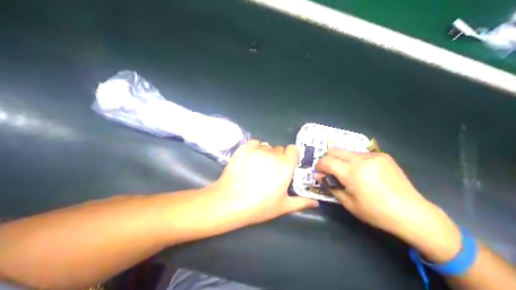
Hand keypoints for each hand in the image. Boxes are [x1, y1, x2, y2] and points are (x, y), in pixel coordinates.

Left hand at [206, 139, 318, 226]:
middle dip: (278, 158)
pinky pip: (254, 143)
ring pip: (266, 146)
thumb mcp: (282, 207)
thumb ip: (301, 202)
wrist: (229, 202)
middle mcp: (273, 154)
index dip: (291, 157)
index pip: (293, 150)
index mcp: (285, 166)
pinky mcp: (244, 148)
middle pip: (279, 149)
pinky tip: (249, 161)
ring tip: (257, 168)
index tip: (287, 166)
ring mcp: (257, 149)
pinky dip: (254, 149)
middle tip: (270, 172)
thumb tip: (316, 202)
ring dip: (265, 154)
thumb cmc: (258, 206)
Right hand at [317, 148, 461, 261]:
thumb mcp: (349, 204)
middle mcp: (361, 159)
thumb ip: (333, 188)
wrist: (410, 212)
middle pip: (335, 150)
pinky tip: (365, 173)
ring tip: (349, 174)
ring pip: (349, 151)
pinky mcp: (383, 156)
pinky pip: (362, 154)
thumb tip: (321, 178)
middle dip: (328, 160)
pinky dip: (357, 161)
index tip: (320, 175)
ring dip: (343, 160)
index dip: (319, 167)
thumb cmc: (377, 213)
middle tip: (331, 173)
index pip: (326, 161)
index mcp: (352, 173)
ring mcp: (374, 155)